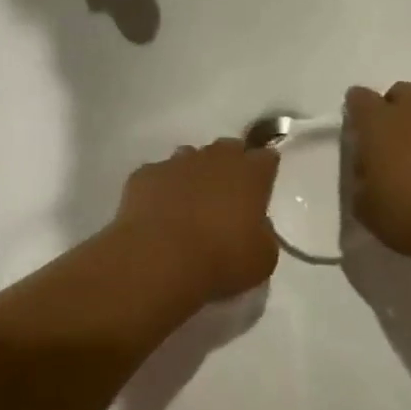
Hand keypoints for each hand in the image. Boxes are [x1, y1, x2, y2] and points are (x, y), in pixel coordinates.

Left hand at [113, 139, 279, 302]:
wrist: (160, 260)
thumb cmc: (222, 260)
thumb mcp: (263, 257)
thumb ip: (263, 233)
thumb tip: (254, 224)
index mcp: (250, 174)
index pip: (266, 158)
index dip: (263, 173)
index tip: (260, 190)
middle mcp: (215, 158)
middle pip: (228, 149)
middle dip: (229, 167)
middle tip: (225, 197)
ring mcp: (176, 163)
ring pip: (190, 157)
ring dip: (194, 174)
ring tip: (189, 205)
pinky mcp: (144, 175)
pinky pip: (158, 175)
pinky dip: (161, 189)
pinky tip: (158, 213)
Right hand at [346, 82, 410, 260]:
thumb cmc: (406, 214)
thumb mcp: (364, 205)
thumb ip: (362, 178)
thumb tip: (370, 170)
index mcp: (378, 123)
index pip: (360, 99)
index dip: (357, 111)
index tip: (357, 131)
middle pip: (401, 94)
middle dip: (393, 111)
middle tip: (390, 145)